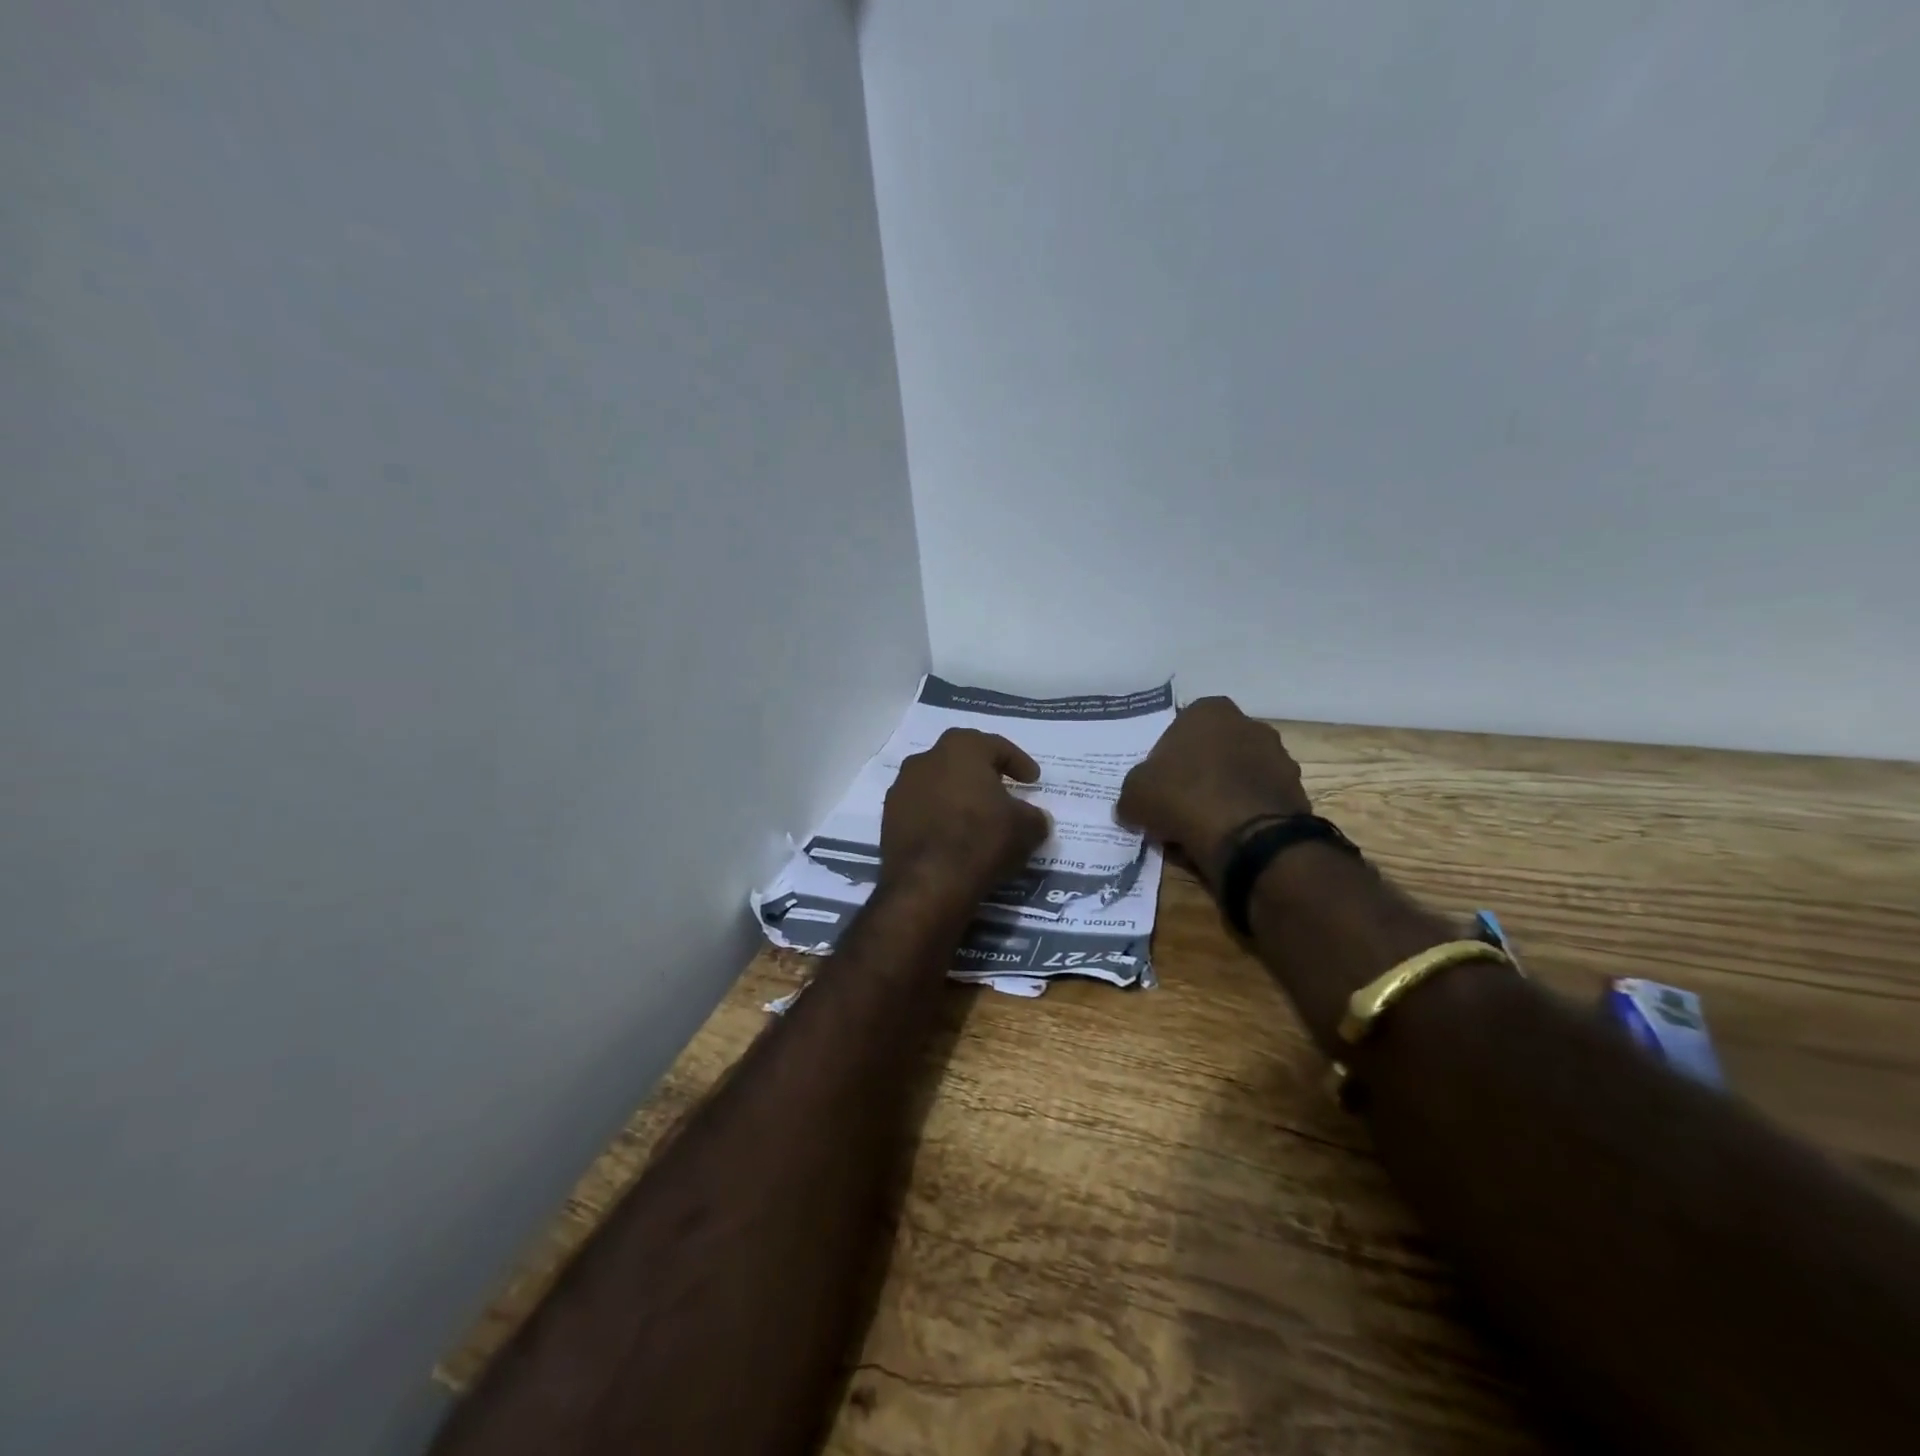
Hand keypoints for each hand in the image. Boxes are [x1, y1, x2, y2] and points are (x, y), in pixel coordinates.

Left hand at [880, 729, 1051, 899]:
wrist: (929, 882)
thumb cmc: (982, 840)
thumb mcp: (1026, 828)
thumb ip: (1033, 816)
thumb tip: (1034, 817)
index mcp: (961, 748)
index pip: (996, 747)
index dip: (1019, 763)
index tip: (1033, 780)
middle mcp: (926, 759)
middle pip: (960, 760)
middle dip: (982, 774)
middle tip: (1002, 790)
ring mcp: (901, 788)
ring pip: (937, 784)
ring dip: (956, 795)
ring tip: (976, 816)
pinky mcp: (888, 818)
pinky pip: (921, 809)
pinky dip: (938, 817)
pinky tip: (952, 836)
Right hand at [1116, 697, 1310, 878]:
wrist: (1248, 837)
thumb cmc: (1184, 797)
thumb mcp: (1135, 794)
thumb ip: (1133, 792)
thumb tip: (1133, 805)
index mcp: (1210, 711)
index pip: (1181, 727)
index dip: (1167, 758)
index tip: (1158, 784)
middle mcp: (1250, 725)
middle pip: (1213, 750)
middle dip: (1198, 774)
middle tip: (1177, 805)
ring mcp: (1279, 758)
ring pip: (1238, 776)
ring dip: (1223, 795)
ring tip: (1202, 828)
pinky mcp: (1296, 792)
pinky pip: (1259, 802)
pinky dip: (1245, 816)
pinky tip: (1227, 838)